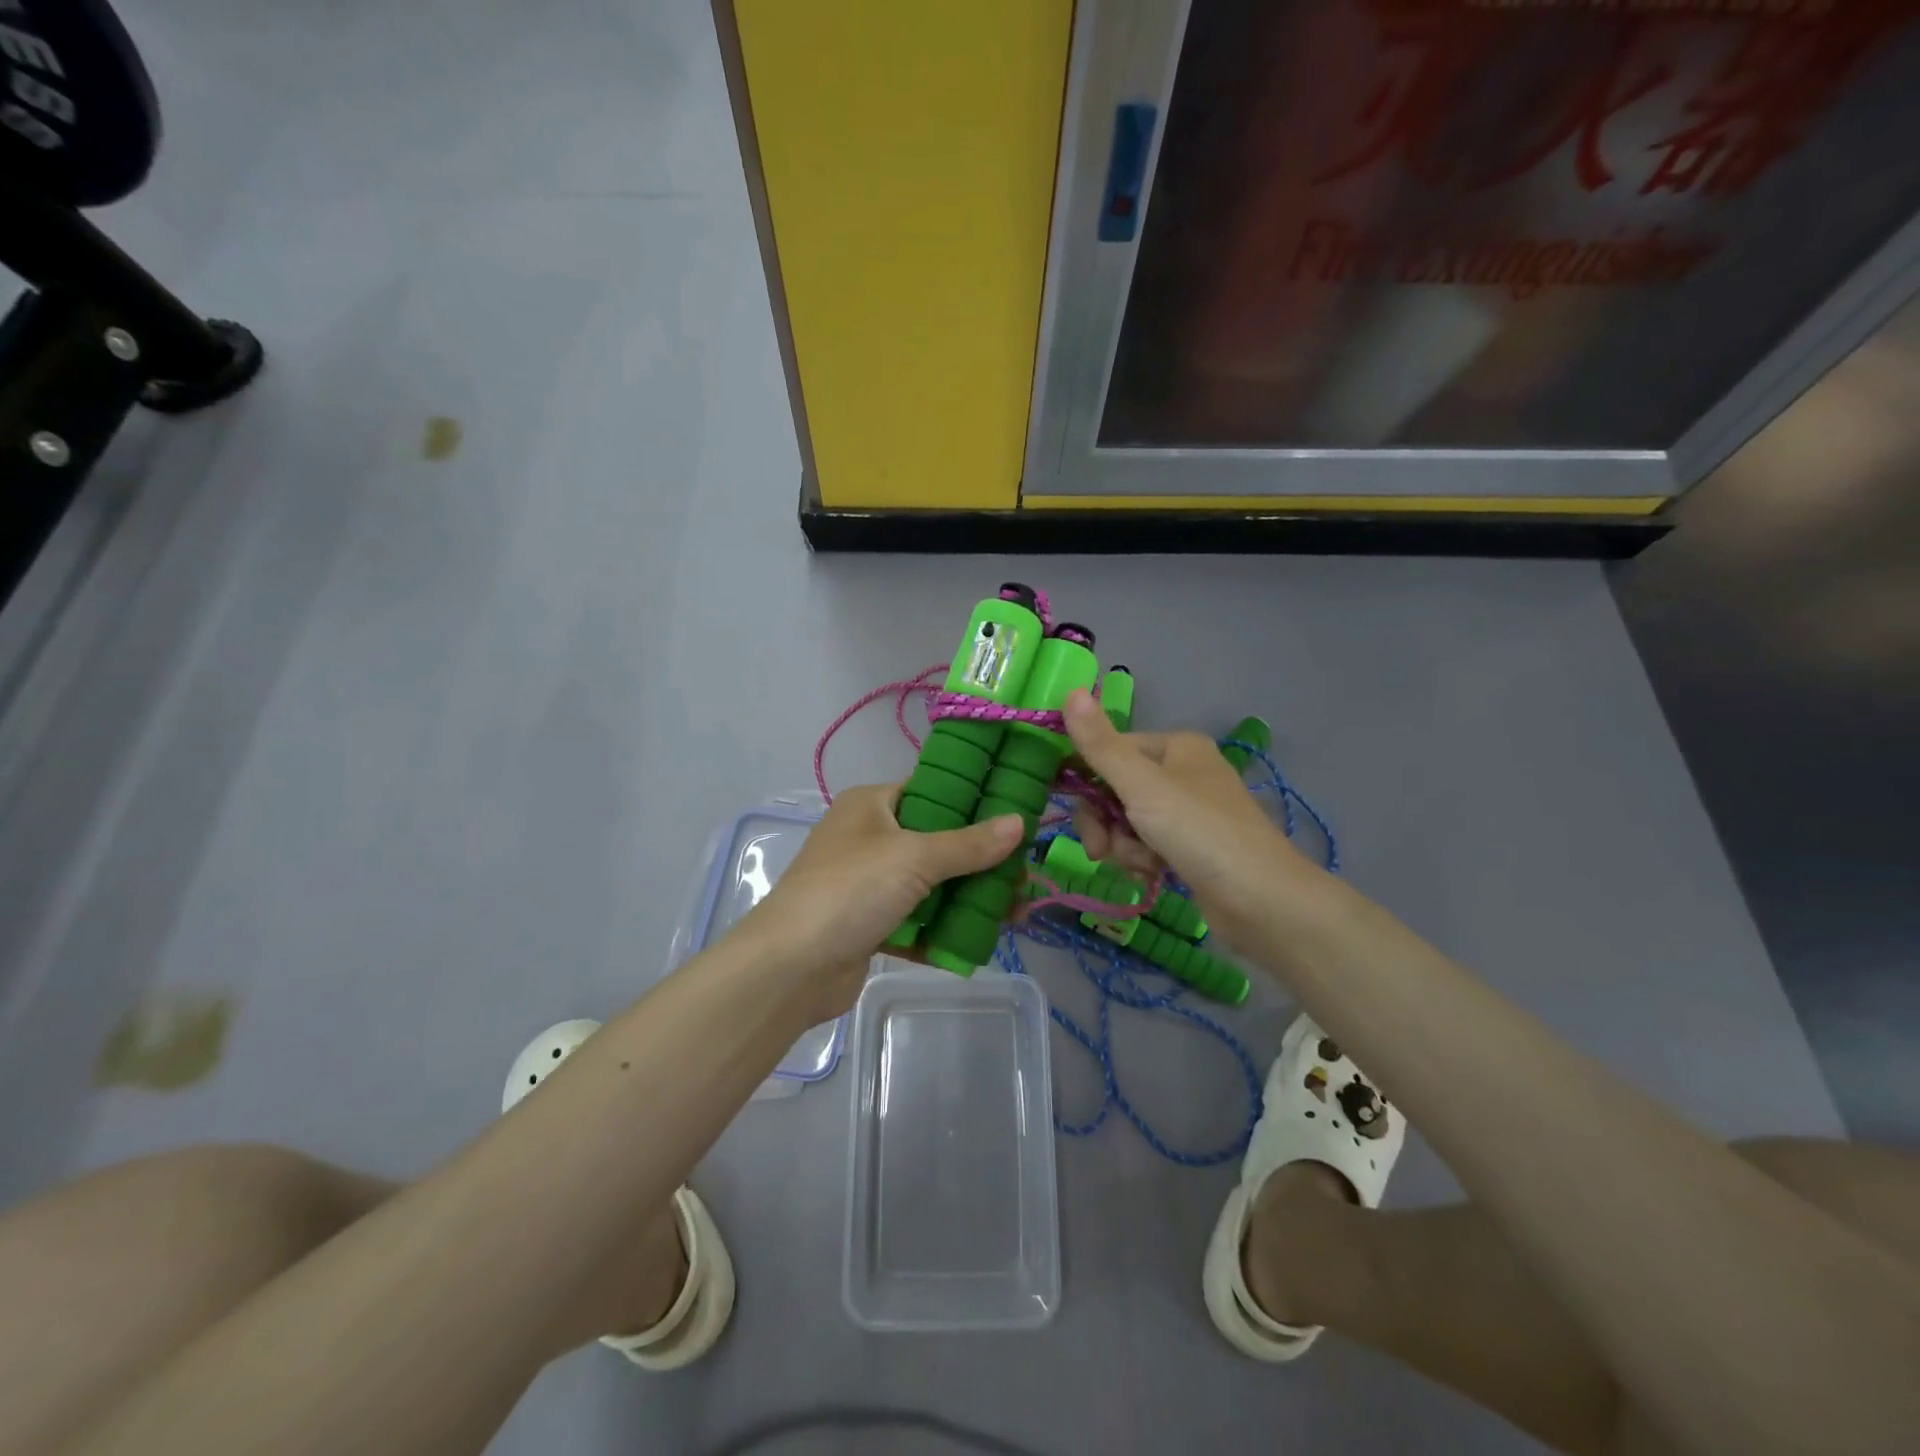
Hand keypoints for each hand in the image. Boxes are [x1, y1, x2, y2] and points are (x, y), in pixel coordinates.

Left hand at [738, 785, 1025, 1019]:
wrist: (791, 967)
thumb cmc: (851, 890)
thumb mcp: (914, 857)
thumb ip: (969, 844)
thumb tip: (1020, 822)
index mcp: (871, 805)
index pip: (931, 791)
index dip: (973, 801)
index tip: (1015, 815)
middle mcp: (868, 838)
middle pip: (936, 842)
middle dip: (979, 860)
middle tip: (1023, 874)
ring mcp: (867, 885)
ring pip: (929, 885)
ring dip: (968, 897)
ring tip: (1015, 910)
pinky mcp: (869, 925)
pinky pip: (916, 920)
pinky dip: (943, 929)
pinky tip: (982, 939)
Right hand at [1061, 689, 1312, 944]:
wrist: (1262, 901)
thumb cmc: (1200, 832)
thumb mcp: (1141, 786)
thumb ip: (1100, 745)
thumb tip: (1070, 691)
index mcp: (1175, 747)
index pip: (1111, 751)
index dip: (1087, 782)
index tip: (1076, 811)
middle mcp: (1183, 772)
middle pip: (1115, 790)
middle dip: (1104, 823)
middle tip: (1101, 851)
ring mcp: (1188, 812)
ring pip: (1127, 822)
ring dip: (1123, 847)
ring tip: (1141, 866)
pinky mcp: (1191, 848)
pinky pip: (1146, 846)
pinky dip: (1141, 861)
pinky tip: (1151, 876)